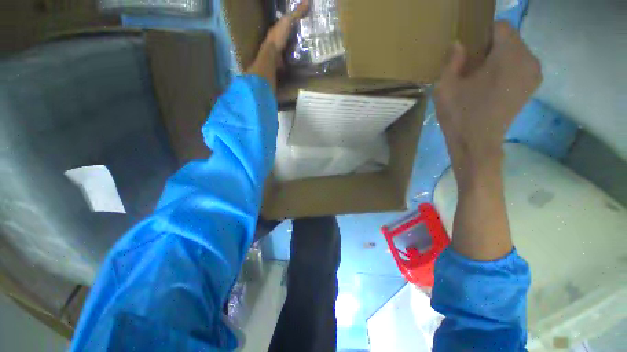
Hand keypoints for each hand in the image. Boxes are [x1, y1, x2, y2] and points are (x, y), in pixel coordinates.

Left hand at [247, 0, 308, 90]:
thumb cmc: (278, 37)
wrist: (272, 56)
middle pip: (288, 35)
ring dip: (296, 46)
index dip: (293, 21)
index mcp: (277, 28)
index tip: (303, 21)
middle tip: (308, 35)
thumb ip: (297, 13)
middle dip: (295, 35)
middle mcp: (277, 39)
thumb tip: (308, 1)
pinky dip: (296, 56)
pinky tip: (302, 57)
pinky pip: (290, 56)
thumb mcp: (288, 22)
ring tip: (308, 47)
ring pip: (289, 46)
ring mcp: (279, 50)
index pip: (285, 22)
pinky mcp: (283, 60)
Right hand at [435, 22, 541, 177]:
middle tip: (470, 66)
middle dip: (490, 46)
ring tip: (478, 77)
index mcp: (509, 56)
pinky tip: (489, 85)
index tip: (468, 51)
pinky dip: (505, 68)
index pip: (500, 27)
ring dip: (497, 57)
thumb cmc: (460, 116)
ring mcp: (534, 74)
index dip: (482, 34)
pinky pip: (519, 65)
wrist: (476, 144)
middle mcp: (529, 60)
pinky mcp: (531, 87)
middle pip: (509, 38)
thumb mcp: (445, 88)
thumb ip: (452, 61)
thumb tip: (459, 44)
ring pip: (515, 51)